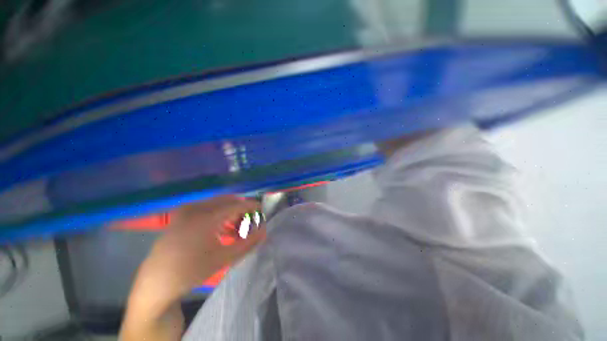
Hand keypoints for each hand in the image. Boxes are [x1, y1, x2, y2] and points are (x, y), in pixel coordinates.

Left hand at [120, 196, 265, 340]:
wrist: (157, 282)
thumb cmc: (191, 271)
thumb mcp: (224, 258)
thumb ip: (247, 243)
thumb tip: (264, 231)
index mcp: (206, 217)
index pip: (236, 205)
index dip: (251, 206)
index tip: (261, 209)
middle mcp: (196, 208)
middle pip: (227, 201)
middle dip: (241, 209)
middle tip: (249, 221)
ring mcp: (186, 210)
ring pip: (217, 203)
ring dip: (230, 212)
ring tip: (236, 228)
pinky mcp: (181, 215)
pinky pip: (206, 208)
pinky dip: (218, 214)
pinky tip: (221, 229)